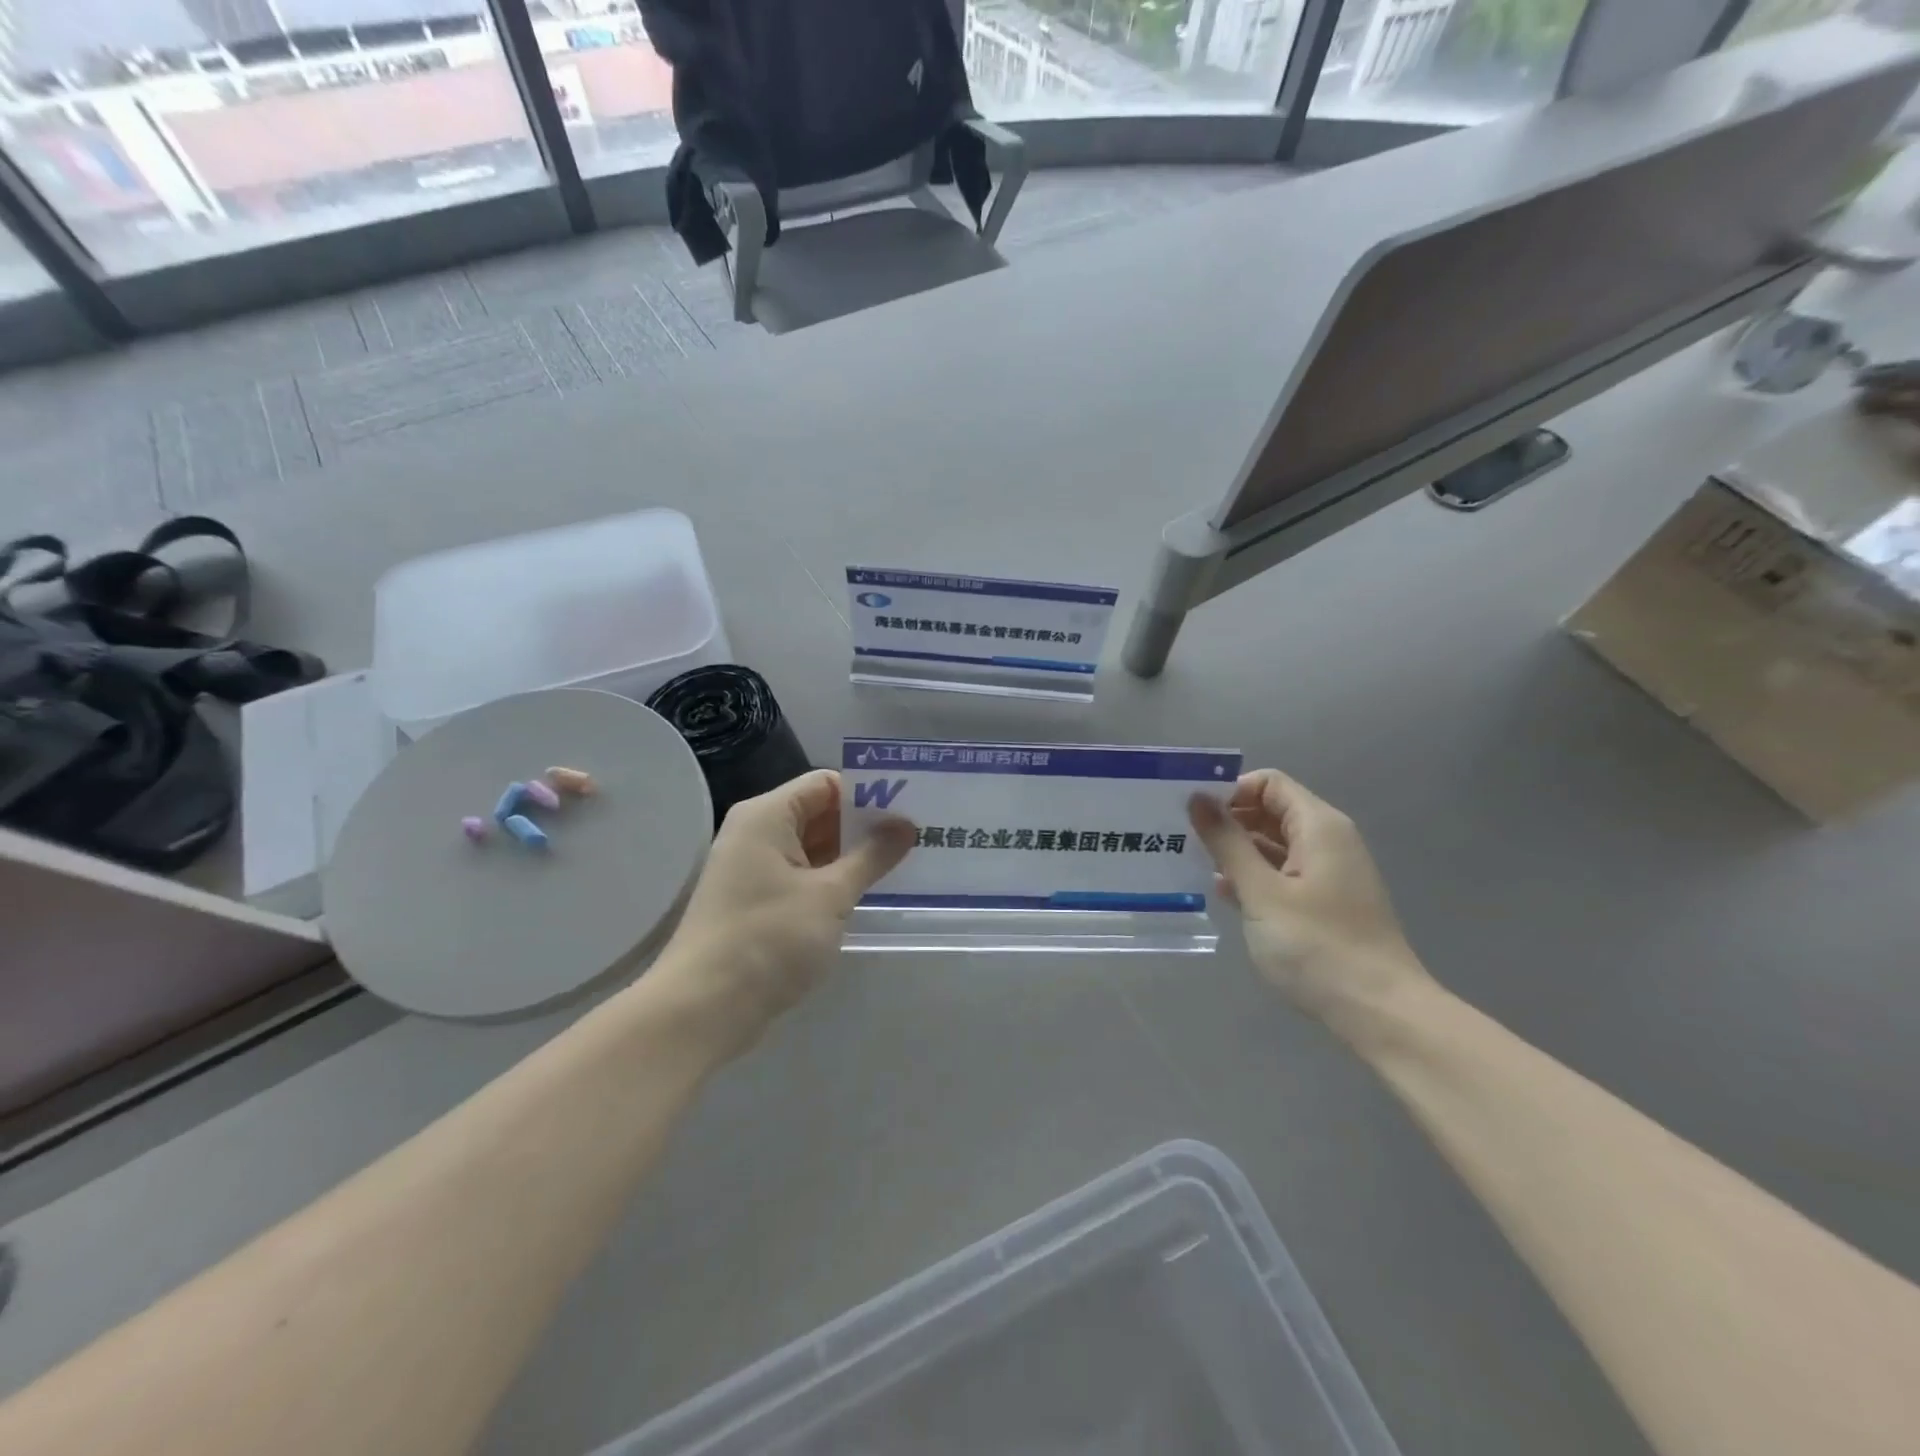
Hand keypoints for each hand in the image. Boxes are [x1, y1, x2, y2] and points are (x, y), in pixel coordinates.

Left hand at [649, 770, 913, 1055]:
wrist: (703, 1009)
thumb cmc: (768, 939)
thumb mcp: (830, 895)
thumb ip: (871, 856)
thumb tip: (905, 825)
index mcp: (767, 816)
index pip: (826, 784)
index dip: (868, 793)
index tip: (909, 810)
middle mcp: (756, 833)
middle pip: (819, 812)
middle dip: (865, 825)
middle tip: (916, 836)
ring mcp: (754, 868)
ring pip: (812, 847)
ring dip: (852, 855)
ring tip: (903, 861)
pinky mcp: (756, 901)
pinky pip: (802, 875)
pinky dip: (832, 879)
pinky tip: (867, 891)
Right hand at [1190, 769, 1431, 1031]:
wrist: (1379, 1013)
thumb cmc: (1317, 946)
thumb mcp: (1262, 892)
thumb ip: (1227, 843)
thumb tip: (1198, 799)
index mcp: (1319, 826)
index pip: (1268, 783)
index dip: (1230, 791)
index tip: (1192, 813)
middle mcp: (1327, 841)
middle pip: (1270, 810)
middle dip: (1228, 820)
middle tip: (1184, 838)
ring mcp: (1327, 873)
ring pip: (1273, 843)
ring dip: (1236, 850)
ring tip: (1194, 864)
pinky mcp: (1324, 902)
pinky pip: (1282, 872)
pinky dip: (1253, 876)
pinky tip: (1224, 894)